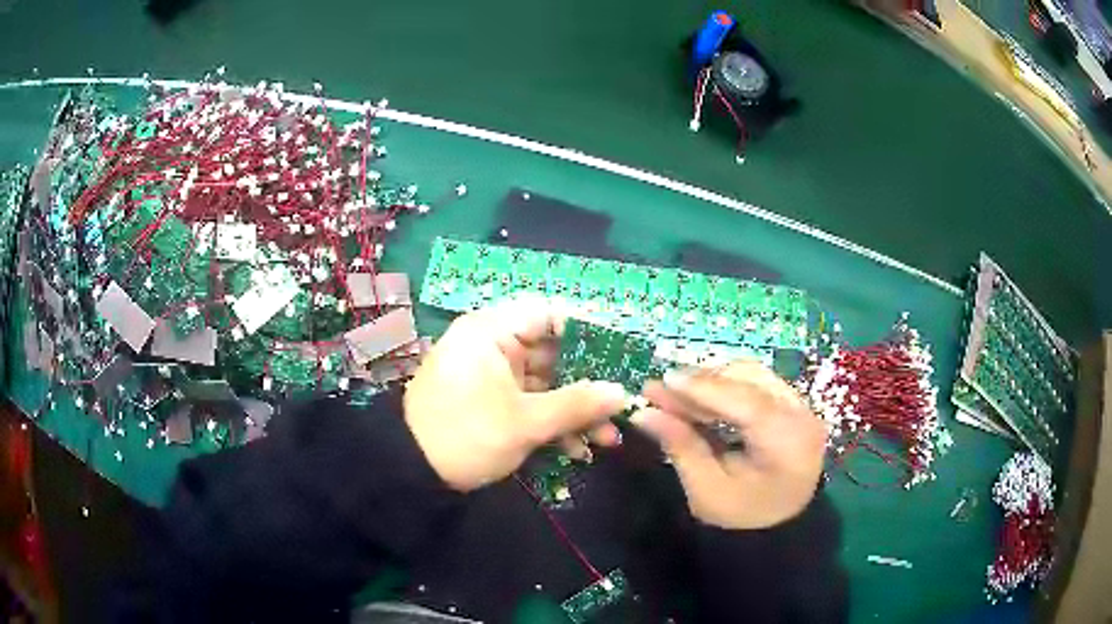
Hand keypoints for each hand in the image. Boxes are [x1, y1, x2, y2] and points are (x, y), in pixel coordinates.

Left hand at [405, 297, 627, 491]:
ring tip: (606, 439)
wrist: (411, 472)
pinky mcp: (491, 400)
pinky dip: (552, 421)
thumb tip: (622, 393)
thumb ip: (577, 404)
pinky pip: (529, 400)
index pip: (548, 313)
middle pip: (553, 352)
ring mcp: (492, 374)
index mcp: (492, 332)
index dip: (588, 330)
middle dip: (588, 385)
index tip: (620, 355)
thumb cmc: (465, 435)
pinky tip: (577, 449)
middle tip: (620, 407)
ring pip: (545, 382)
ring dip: (575, 410)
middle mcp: (493, 345)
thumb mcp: (524, 422)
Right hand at [632, 360, 825, 529]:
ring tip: (676, 394)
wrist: (780, 524)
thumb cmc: (743, 515)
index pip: (746, 403)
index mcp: (787, 443)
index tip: (663, 382)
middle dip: (702, 382)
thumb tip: (644, 413)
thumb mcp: (707, 492)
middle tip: (659, 389)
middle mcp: (801, 415)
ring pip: (752, 375)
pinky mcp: (793, 403)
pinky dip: (726, 386)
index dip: (703, 389)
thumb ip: (681, 448)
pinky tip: (700, 398)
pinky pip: (757, 382)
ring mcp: (801, 405)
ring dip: (712, 381)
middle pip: (750, 381)